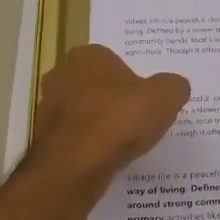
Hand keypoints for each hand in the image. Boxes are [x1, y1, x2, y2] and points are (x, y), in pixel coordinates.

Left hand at [31, 44, 188, 192]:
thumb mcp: (165, 97)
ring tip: (122, 144)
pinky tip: (104, 159)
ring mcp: (47, 108)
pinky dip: (88, 146)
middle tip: (136, 120)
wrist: (76, 163)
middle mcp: (62, 75)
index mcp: (89, 56)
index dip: (131, 80)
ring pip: (81, 112)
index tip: (145, 100)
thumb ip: (173, 86)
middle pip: (94, 86)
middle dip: (112, 100)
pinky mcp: (44, 138)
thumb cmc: (120, 119)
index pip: (113, 61)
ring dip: (98, 124)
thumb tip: (175, 87)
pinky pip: (74, 138)